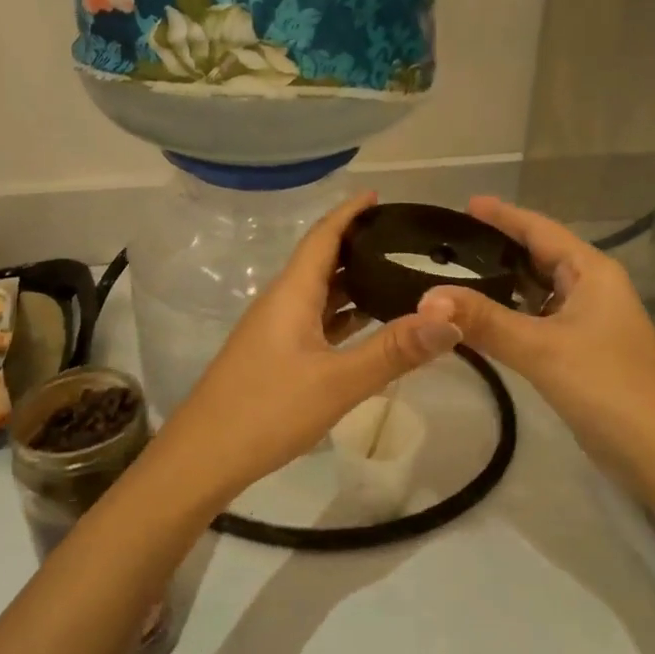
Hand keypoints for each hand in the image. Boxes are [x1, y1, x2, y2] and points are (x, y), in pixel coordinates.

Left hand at [148, 191, 463, 507]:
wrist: (203, 458)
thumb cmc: (266, 411)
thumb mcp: (337, 383)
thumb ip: (394, 351)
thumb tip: (451, 319)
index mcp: (291, 294)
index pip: (323, 236)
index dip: (350, 212)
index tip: (380, 196)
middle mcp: (281, 303)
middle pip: (322, 261)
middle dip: (360, 245)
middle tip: (406, 240)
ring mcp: (275, 332)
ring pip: (320, 294)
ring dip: (354, 282)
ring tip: (398, 276)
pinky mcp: (275, 358)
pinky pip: (317, 323)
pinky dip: (345, 317)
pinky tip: (369, 327)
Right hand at [417, 197, 654, 481]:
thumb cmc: (608, 387)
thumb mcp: (541, 349)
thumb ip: (484, 321)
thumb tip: (427, 298)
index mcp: (592, 272)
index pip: (540, 230)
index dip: (503, 215)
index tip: (465, 203)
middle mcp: (593, 289)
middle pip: (539, 257)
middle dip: (497, 248)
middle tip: (448, 244)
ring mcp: (589, 322)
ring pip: (538, 292)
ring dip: (503, 284)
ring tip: (455, 276)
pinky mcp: (582, 352)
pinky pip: (539, 320)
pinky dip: (511, 315)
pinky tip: (482, 321)